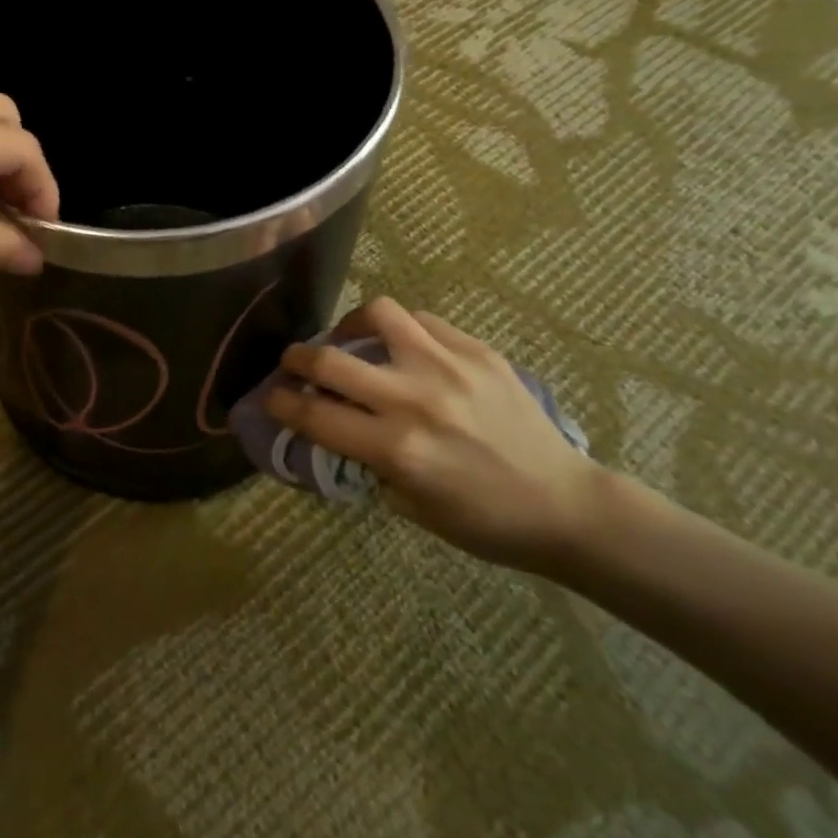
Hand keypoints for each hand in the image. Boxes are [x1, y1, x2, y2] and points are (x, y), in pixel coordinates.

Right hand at [265, 299, 602, 572]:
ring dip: (349, 325)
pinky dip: (400, 331)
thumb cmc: (486, 522)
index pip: (316, 415)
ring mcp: (448, 367)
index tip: (271, 397)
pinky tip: (403, 348)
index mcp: (397, 449)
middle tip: (294, 363)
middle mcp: (414, 399)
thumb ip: (368, 462)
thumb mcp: (412, 507)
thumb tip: (337, 426)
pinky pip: (422, 322)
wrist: (566, 505)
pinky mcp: (477, 351)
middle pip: (330, 359)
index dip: (282, 403)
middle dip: (297, 358)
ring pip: (377, 314)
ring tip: (350, 338)